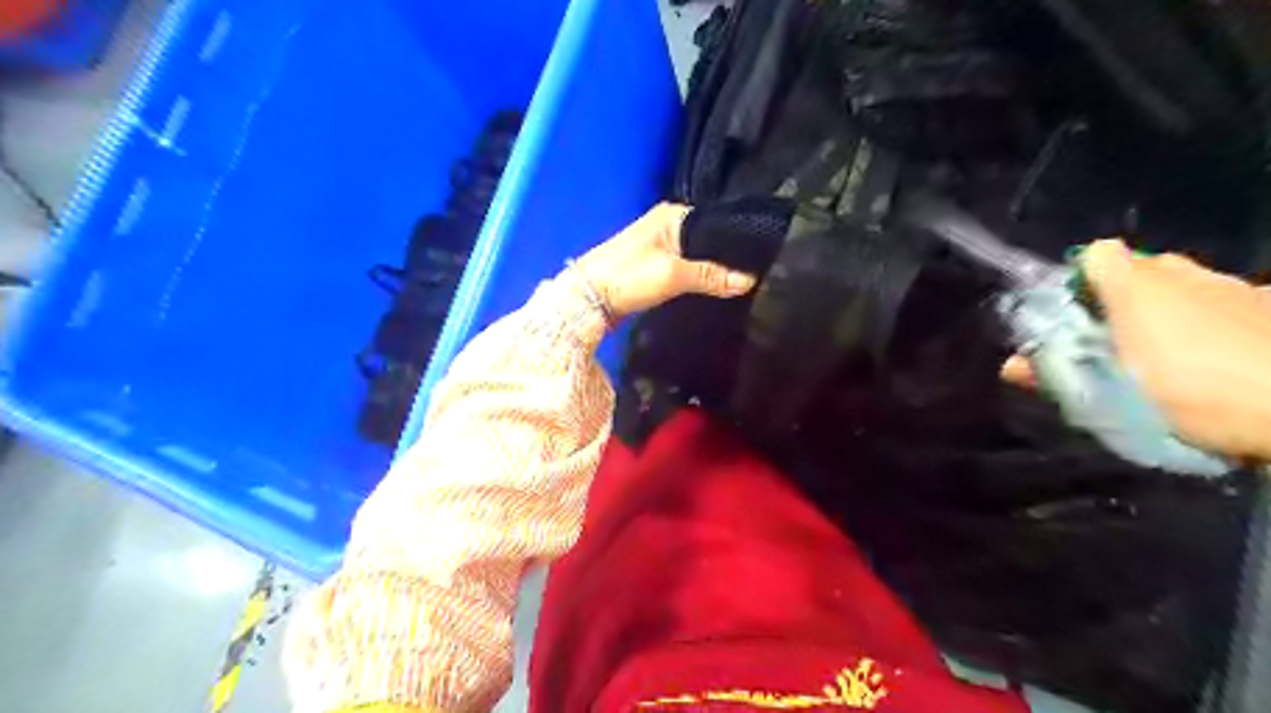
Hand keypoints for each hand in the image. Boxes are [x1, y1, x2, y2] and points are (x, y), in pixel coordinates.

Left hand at [574, 202, 751, 319]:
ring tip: (741, 284)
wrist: (586, 299)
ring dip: (712, 269)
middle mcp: (668, 225)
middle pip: (708, 240)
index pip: (718, 222)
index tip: (761, 259)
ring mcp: (660, 246)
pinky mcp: (654, 266)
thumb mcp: (672, 275)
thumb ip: (711, 276)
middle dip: (727, 257)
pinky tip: (714, 290)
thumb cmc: (628, 277)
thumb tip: (750, 280)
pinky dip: (698, 278)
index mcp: (674, 215)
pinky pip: (686, 269)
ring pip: (697, 256)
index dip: (738, 241)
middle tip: (756, 275)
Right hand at [1003, 239, 1270, 461]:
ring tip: (1171, 362)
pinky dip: (1220, 326)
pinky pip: (1232, 306)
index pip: (1095, 255)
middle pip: (1142, 271)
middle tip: (1114, 345)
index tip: (1071, 316)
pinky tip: (1224, 363)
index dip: (1077, 278)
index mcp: (1138, 285)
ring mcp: (1239, 287)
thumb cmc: (1193, 396)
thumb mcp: (1107, 395)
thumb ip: (1054, 374)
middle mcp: (1187, 273)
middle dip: (1123, 300)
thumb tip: (1009, 366)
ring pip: (1188, 289)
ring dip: (1172, 314)